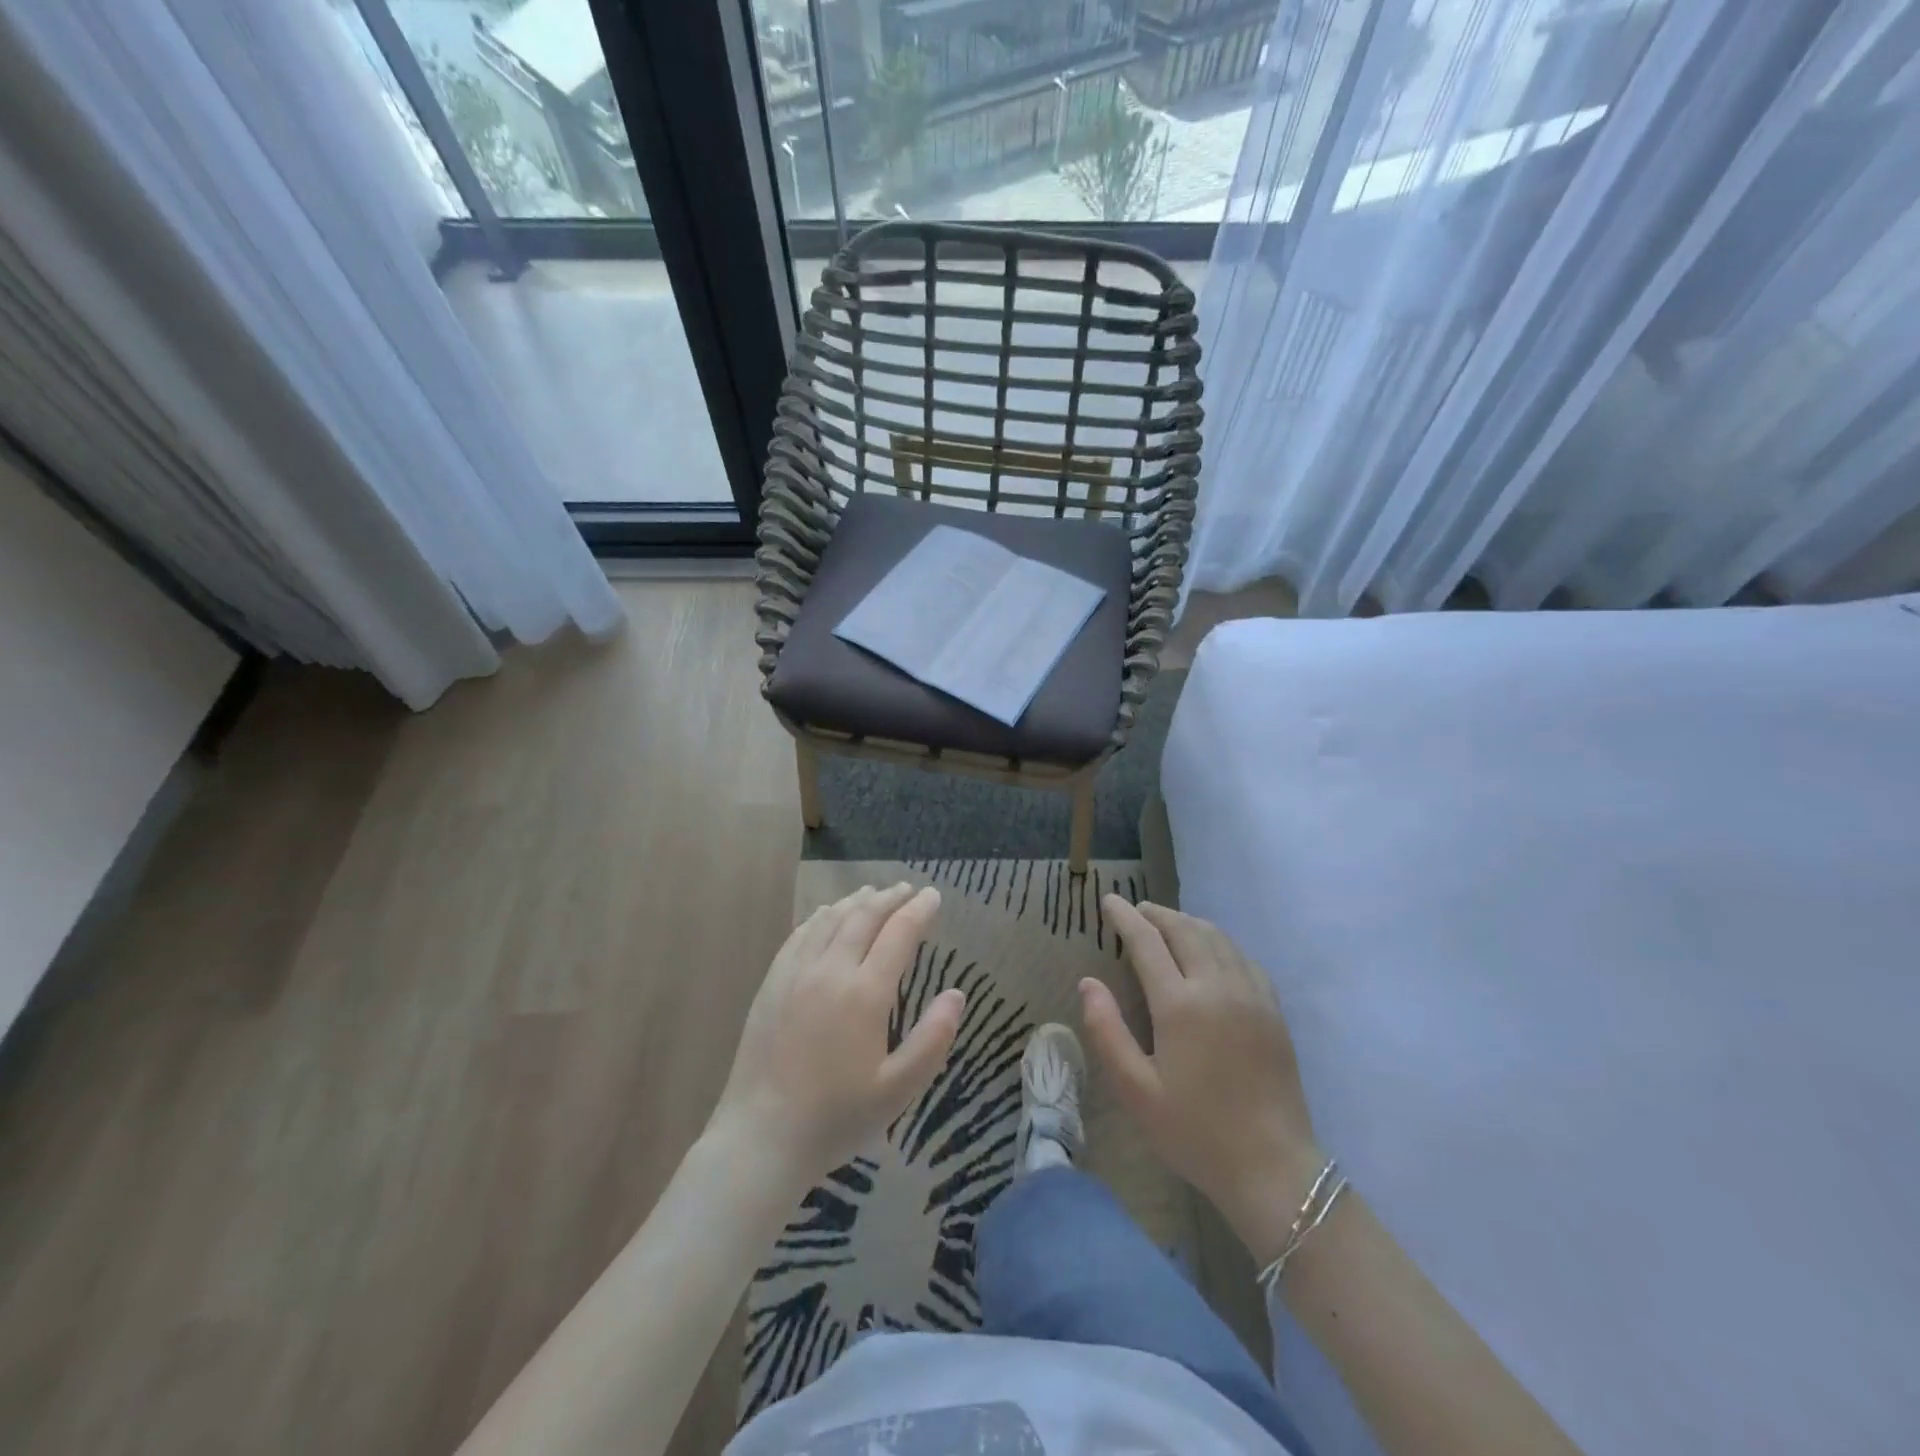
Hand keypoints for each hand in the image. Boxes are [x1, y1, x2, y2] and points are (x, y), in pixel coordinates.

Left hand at [711, 884, 963, 1189]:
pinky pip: (800, 934)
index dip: (919, 910)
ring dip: (856, 902)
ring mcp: (795, 973)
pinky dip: (821, 916)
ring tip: (873, 892)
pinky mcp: (772, 983)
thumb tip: (957, 994)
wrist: (761, 1136)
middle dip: (890, 898)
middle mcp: (830, 970)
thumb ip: (933, 1038)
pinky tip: (828, 915)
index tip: (933, 895)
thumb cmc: (836, 1117)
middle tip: (908, 890)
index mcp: (864, 993)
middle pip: (864, 917)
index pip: (898, 933)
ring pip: (831, 920)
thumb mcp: (899, 1089)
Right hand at [1082, 896, 1322, 1264]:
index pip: (1147, 942)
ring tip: (1167, 923)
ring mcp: (1251, 995)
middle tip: (1135, 910)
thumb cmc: (1195, 1131)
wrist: (1273, 1168)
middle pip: (1184, 929)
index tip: (1109, 900)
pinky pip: (1243, 957)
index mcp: (1180, 1005)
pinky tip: (1211, 952)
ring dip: (1188, 922)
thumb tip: (1087, 982)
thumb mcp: (1136, 1090)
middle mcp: (1218, 987)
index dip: (1125, 917)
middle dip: (1157, 913)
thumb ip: (1107, 1030)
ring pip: (1217, 937)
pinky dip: (1219, 941)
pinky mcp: (1273, 1010)